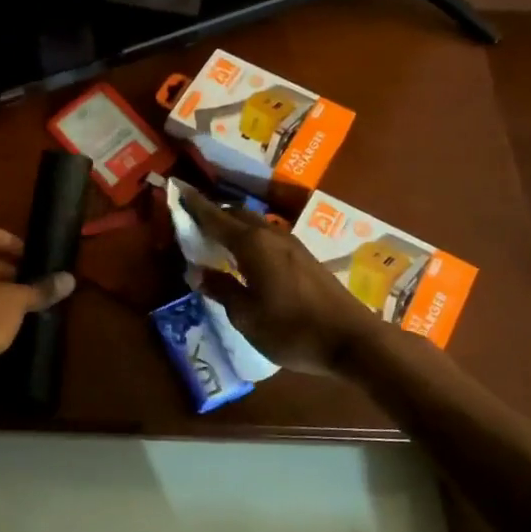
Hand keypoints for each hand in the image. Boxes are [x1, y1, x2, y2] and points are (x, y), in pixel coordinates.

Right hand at [182, 192, 378, 374]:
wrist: (353, 341)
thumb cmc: (292, 330)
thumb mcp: (246, 317)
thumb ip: (221, 290)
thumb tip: (198, 273)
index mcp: (252, 245)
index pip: (215, 217)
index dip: (194, 205)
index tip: (177, 190)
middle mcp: (272, 235)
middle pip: (237, 214)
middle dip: (214, 213)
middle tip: (193, 222)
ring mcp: (292, 245)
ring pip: (256, 224)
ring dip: (234, 225)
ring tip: (217, 239)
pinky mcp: (305, 258)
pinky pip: (269, 237)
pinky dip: (250, 238)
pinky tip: (247, 257)